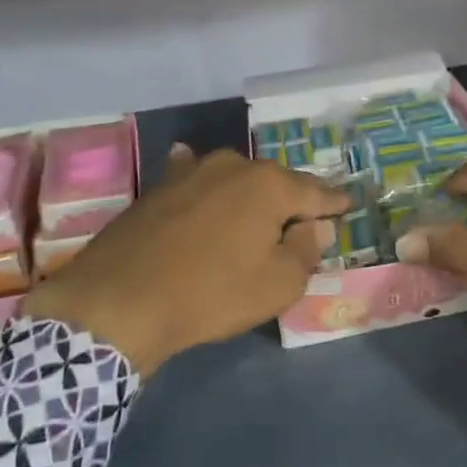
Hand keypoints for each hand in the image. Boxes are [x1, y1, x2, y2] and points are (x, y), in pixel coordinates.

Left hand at [24, 145, 344, 373]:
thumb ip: (305, 250)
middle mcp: (233, 165)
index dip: (332, 202)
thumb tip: (315, 226)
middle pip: (274, 182)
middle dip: (290, 199)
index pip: (314, 191)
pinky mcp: (159, 186)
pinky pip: (194, 179)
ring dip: (248, 194)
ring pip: (234, 179)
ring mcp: (191, 170)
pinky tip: (197, 176)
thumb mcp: (276, 284)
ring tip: (257, 210)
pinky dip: (206, 185)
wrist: (119, 301)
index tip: (347, 204)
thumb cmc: (210, 293)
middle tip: (302, 219)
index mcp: (268, 184)